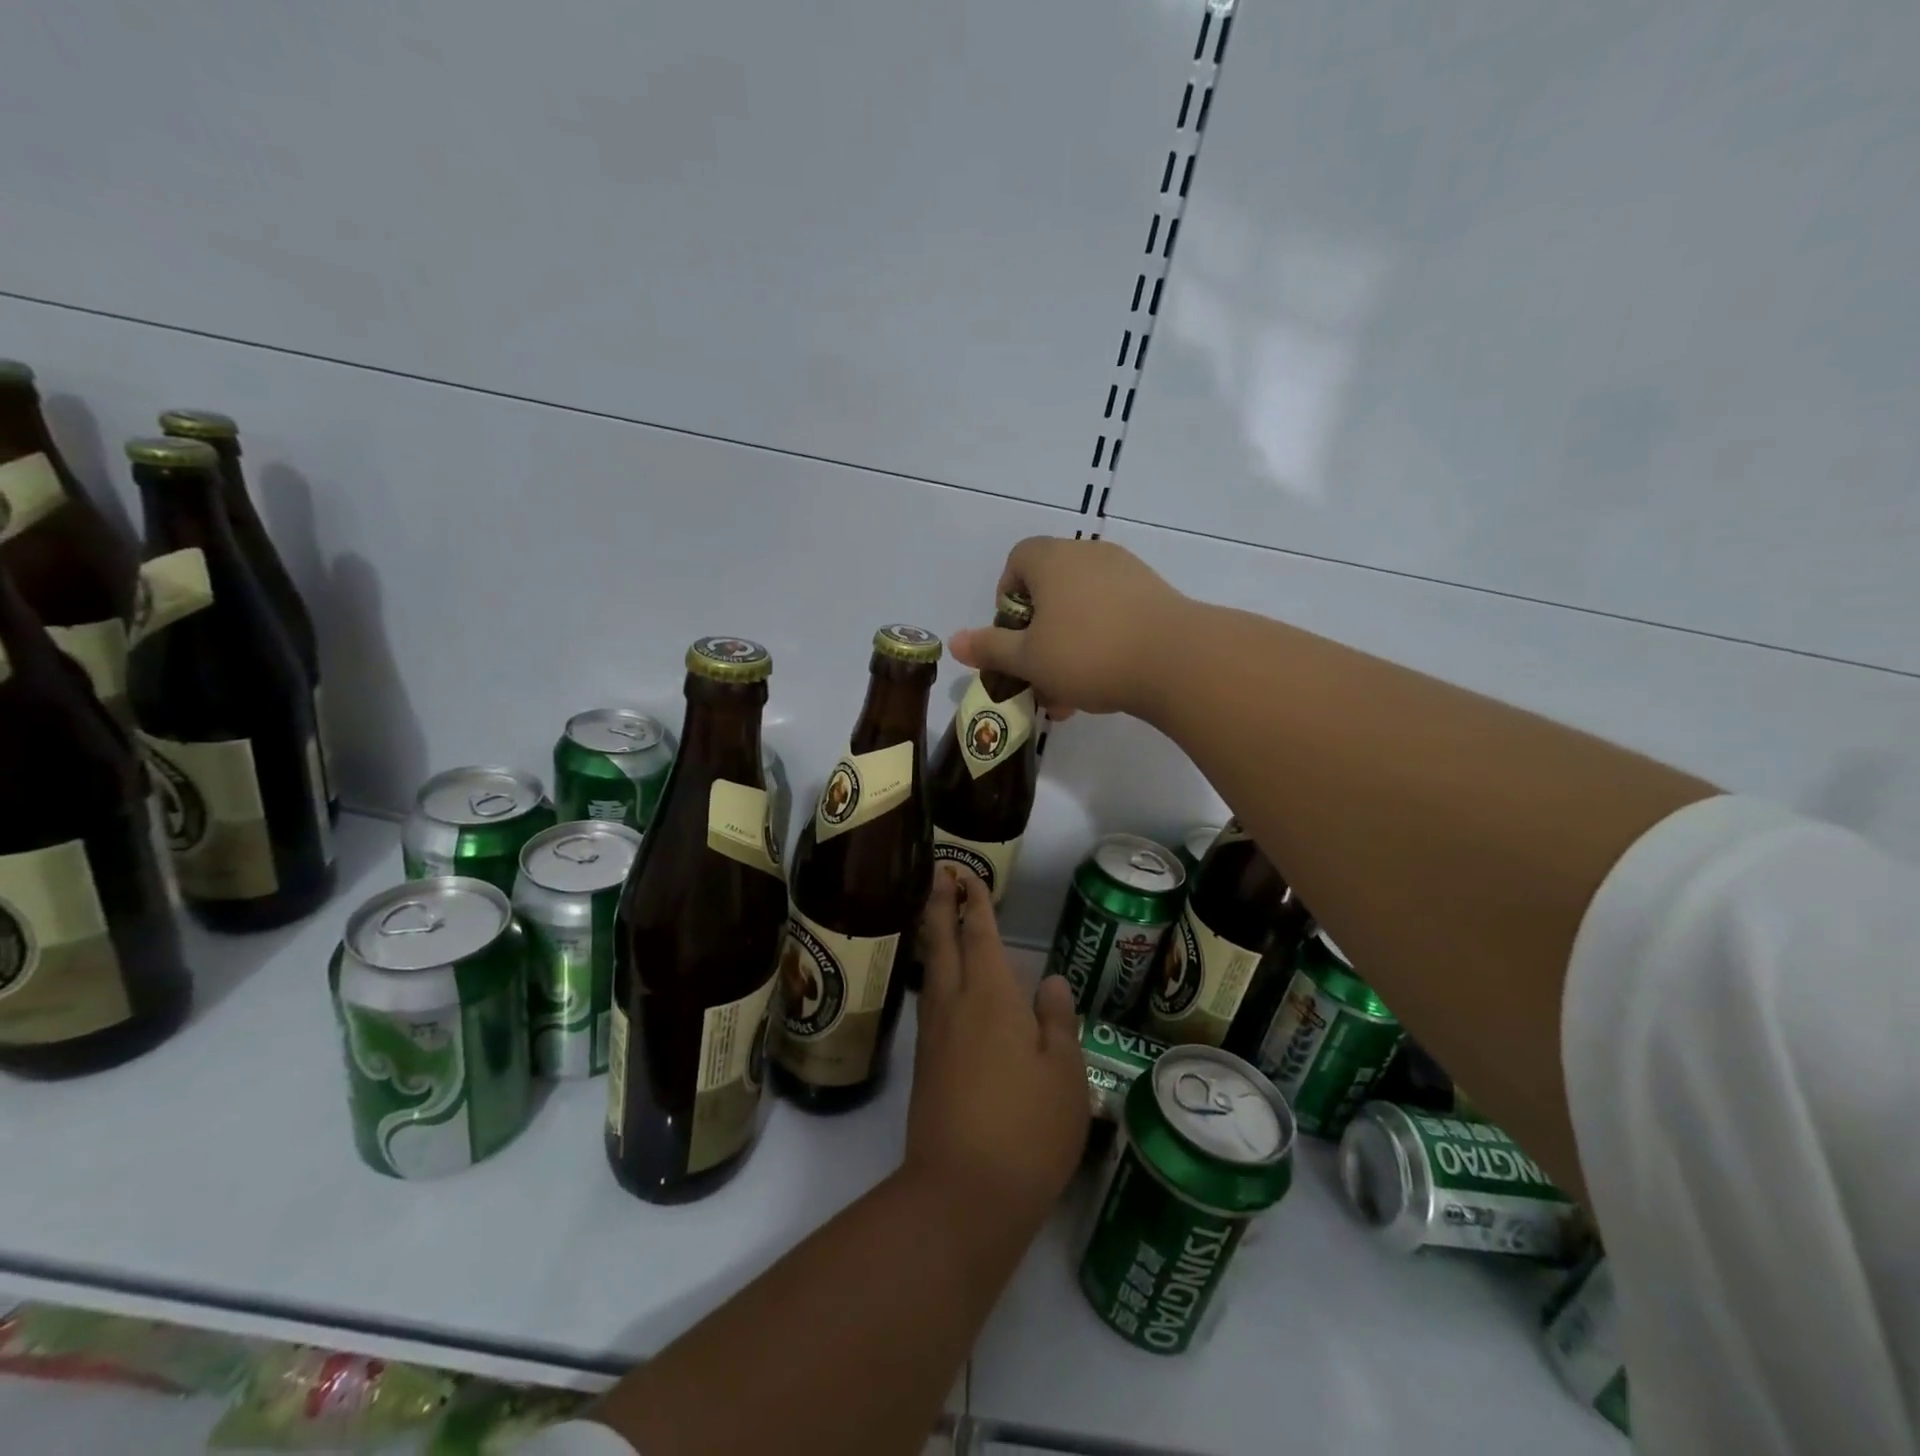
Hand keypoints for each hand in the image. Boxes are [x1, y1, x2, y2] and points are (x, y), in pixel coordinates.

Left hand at [907, 868, 1087, 1226]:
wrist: (963, 1193)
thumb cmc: (1027, 1127)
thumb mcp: (1064, 1073)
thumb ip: (1057, 1020)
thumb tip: (1052, 982)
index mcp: (990, 996)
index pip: (979, 934)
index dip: (974, 903)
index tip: (965, 875)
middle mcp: (954, 1005)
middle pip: (941, 942)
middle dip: (940, 904)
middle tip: (939, 875)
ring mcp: (934, 1035)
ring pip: (931, 971)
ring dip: (934, 938)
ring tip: (938, 920)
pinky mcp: (925, 1065)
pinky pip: (930, 1001)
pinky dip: (935, 976)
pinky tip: (944, 987)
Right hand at [949, 536, 1191, 719]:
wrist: (1177, 660)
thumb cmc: (1087, 653)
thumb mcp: (1029, 659)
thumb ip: (990, 649)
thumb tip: (955, 642)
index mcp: (1052, 560)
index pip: (1017, 561)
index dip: (1007, 599)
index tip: (1013, 637)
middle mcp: (1088, 555)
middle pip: (1049, 592)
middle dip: (1038, 639)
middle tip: (1038, 678)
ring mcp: (1126, 574)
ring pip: (1081, 612)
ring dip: (1067, 651)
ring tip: (1069, 698)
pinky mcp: (1154, 597)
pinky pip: (1113, 617)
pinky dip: (1100, 646)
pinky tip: (1103, 687)